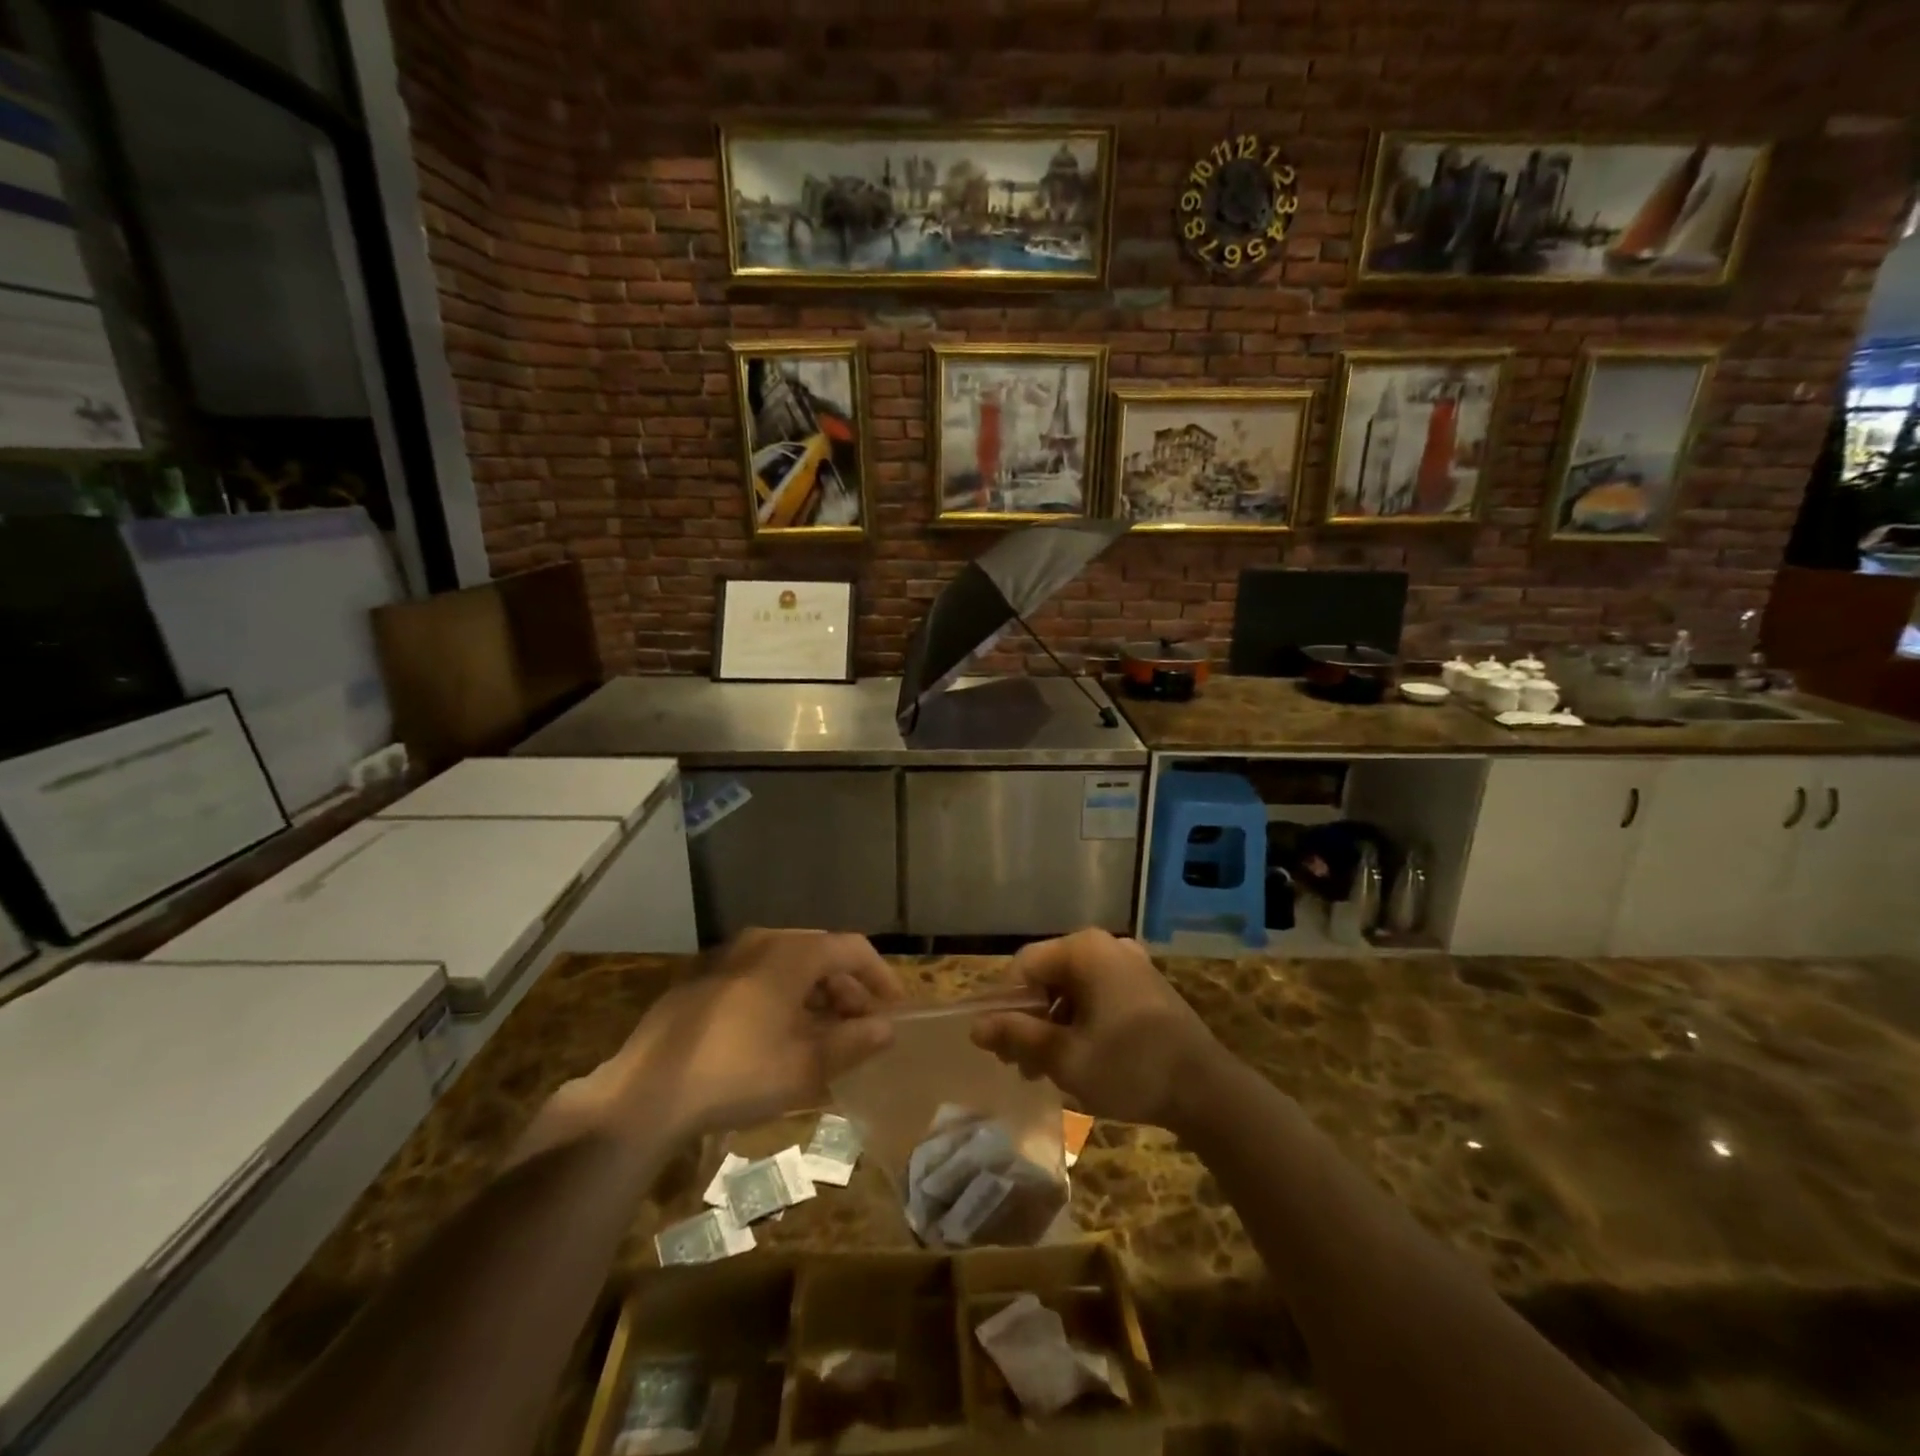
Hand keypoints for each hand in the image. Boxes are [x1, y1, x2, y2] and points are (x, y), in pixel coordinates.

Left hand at [519, 931, 902, 1158]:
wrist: (645, 1093)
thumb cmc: (736, 1074)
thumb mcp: (805, 1066)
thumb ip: (853, 1042)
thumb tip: (886, 1028)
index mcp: (792, 953)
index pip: (852, 949)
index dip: (879, 975)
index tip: (894, 1006)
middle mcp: (762, 942)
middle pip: (820, 953)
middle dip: (847, 988)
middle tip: (861, 1025)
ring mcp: (727, 956)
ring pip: (787, 964)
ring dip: (814, 993)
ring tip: (824, 1033)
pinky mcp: (702, 978)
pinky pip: (758, 975)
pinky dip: (782, 995)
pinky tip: (779, 1034)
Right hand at [970, 929, 1223, 1131]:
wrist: (1208, 1090)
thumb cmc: (1130, 1068)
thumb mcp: (1065, 1058)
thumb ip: (1017, 1036)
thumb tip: (976, 1027)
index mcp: (1084, 950)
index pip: (1024, 966)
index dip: (1004, 1004)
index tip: (1000, 1045)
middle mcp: (1106, 945)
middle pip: (1049, 975)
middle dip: (1030, 1019)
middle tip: (1023, 1066)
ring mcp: (1130, 964)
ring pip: (1072, 988)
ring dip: (1054, 1024)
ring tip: (1048, 1070)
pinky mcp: (1145, 986)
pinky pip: (1098, 994)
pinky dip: (1081, 1021)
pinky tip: (1081, 1058)